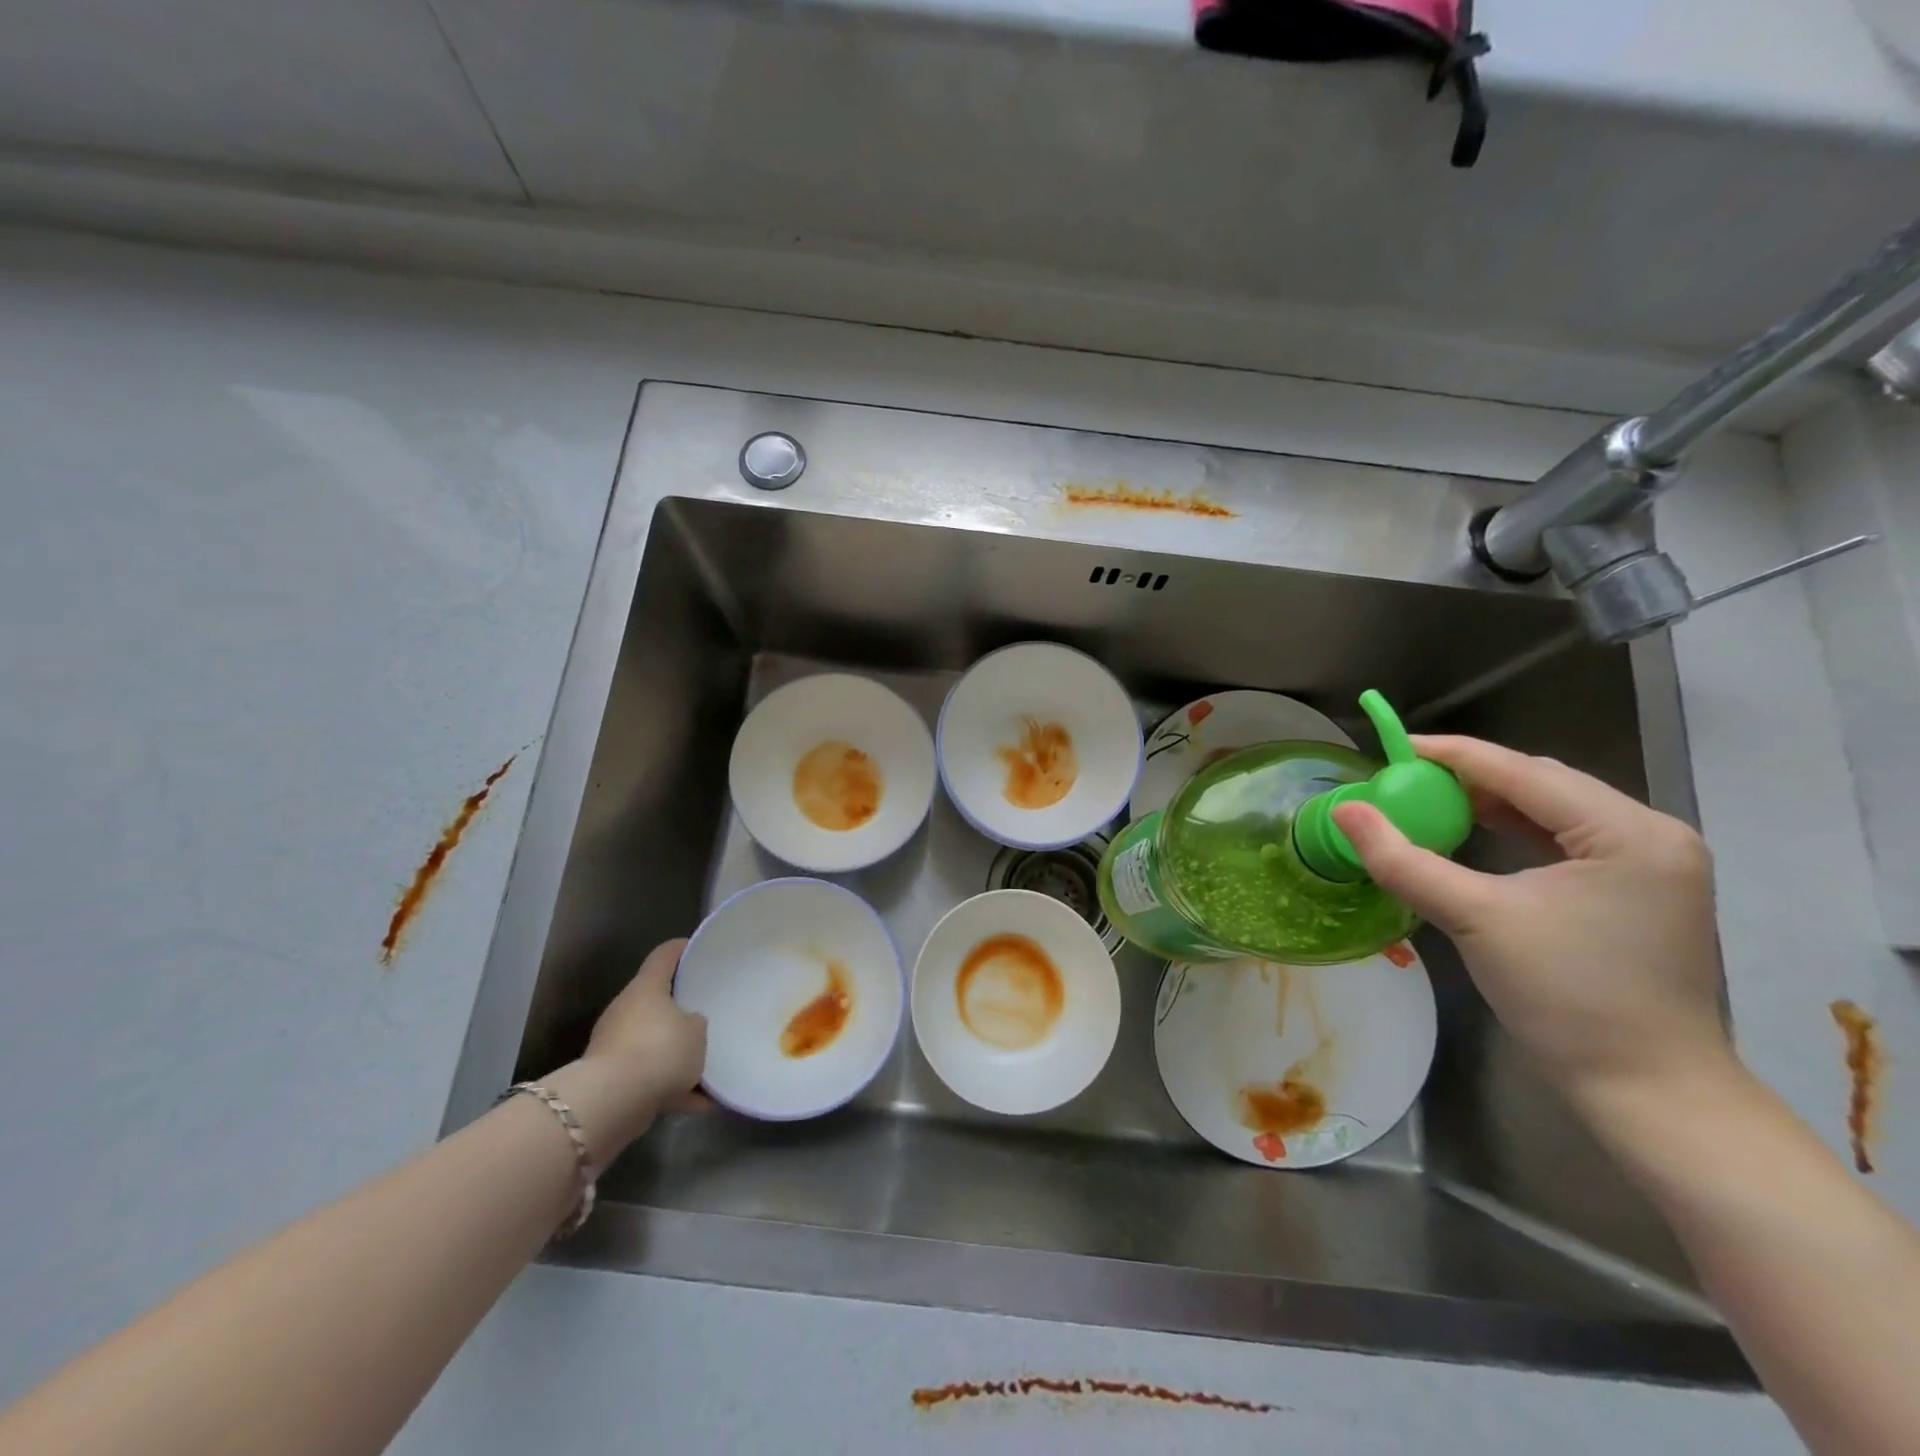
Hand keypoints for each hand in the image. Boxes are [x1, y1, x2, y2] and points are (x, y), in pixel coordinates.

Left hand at [547, 939, 706, 1163]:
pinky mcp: (613, 1079)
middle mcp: (626, 1011)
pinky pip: (650, 1076)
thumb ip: (696, 1023)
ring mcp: (615, 1045)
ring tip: (709, 1066)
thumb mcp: (697, 1031)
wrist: (613, 1102)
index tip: (697, 948)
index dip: (681, 949)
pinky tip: (700, 1102)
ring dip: (676, 1054)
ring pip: (653, 1042)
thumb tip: (688, 1024)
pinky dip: (672, 1086)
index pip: (664, 956)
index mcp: (646, 988)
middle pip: (656, 1002)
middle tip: (707, 1013)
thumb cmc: (660, 1050)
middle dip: (680, 1009)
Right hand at [1331, 736, 1731, 1111]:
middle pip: (1543, 784)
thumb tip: (1344, 812)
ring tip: (1430, 802)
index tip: (1394, 747)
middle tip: (1405, 781)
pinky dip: (1515, 832)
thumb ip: (1404, 860)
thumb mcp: (1475, 919)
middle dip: (1471, 778)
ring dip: (1491, 804)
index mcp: (1628, 832)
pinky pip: (1565, 841)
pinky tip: (1476, 835)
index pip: (1524, 772)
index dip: (1453, 755)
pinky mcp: (1639, 892)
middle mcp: (1652, 835)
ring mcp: (1652, 865)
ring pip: (1553, 811)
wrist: (1649, 1093)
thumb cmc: (1567, 998)